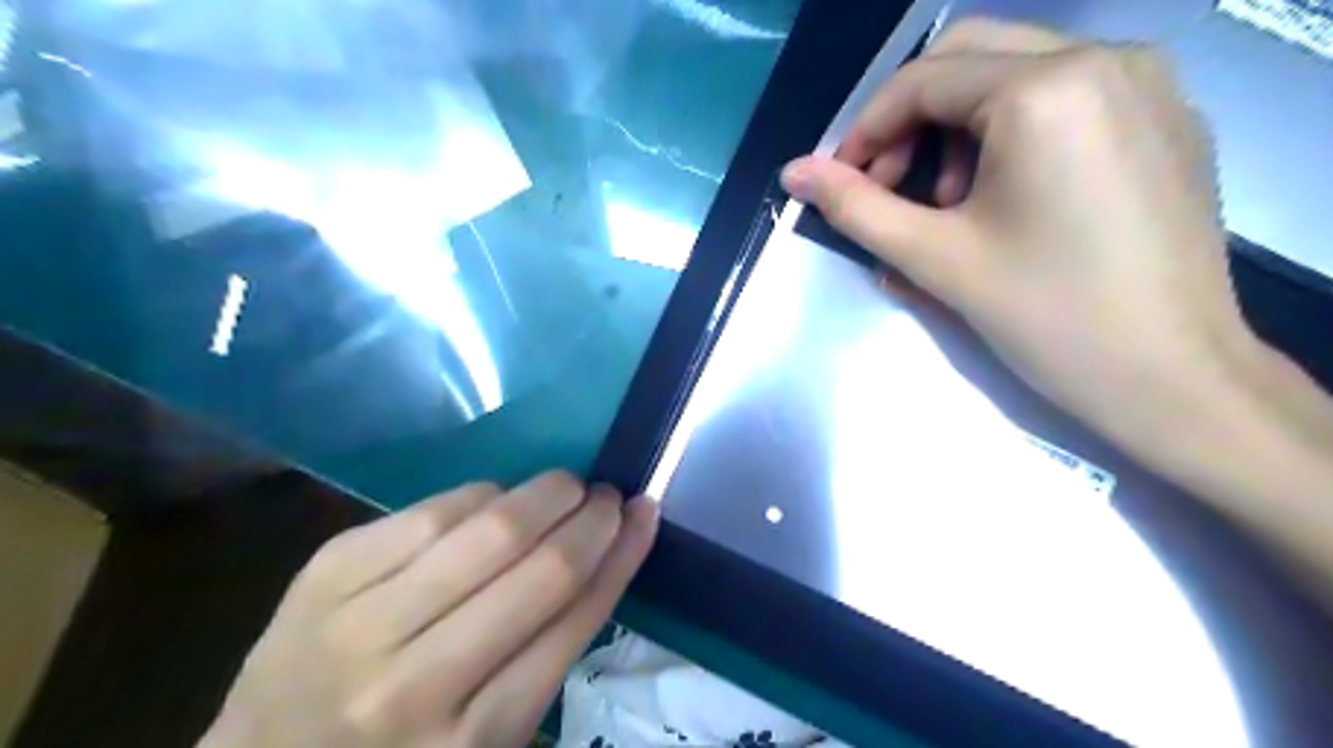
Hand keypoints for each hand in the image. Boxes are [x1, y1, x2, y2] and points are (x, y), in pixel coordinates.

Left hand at [197, 475, 654, 746]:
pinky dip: (482, 495)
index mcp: (473, 739)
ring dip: (545, 494)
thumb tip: (605, 554)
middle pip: (540, 569)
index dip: (620, 555)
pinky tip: (497, 499)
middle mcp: (417, 684)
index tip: (644, 513)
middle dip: (591, 518)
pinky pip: (432, 511)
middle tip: (608, 496)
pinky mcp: (326, 573)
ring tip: (567, 487)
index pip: (574, 620)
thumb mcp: (490, 735)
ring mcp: (361, 622)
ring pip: (487, 528)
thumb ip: (548, 652)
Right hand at [784, 17, 1263, 457]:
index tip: (840, 183)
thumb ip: (854, 207)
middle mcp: (1106, 58)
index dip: (865, 131)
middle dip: (911, 122)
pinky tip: (1006, 201)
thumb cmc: (1046, 317)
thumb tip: (794, 172)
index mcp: (1047, 89)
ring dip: (960, 132)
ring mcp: (1146, 83)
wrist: (1172, 376)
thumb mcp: (935, 259)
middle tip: (891, 190)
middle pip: (968, 57)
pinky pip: (1063, 97)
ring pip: (1015, 74)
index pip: (921, 81)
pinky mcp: (1163, 117)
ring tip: (952, 210)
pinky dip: (1011, 134)